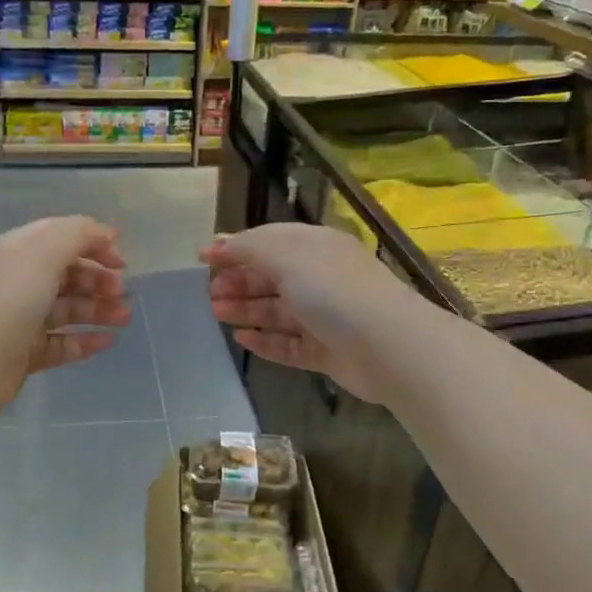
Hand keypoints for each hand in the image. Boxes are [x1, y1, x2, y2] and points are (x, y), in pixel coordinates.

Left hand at [0, 216, 129, 417]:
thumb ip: (78, 234)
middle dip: (99, 279)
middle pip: (67, 273)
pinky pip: (63, 342)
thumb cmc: (9, 300)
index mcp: (19, 251)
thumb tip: (106, 234)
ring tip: (124, 318)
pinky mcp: (26, 352)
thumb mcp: (44, 253)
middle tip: (121, 292)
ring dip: (99, 310)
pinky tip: (108, 341)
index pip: (61, 236)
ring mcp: (22, 318)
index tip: (122, 259)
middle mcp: (20, 281)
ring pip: (68, 309)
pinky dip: (86, 340)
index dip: (93, 242)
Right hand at [201, 223, 419, 405]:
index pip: (269, 240)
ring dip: (246, 309)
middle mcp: (320, 277)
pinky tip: (242, 339)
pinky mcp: (326, 351)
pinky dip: (265, 341)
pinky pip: (289, 344)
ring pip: (277, 311)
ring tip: (217, 313)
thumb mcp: (288, 256)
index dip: (235, 247)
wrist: (388, 346)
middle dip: (238, 281)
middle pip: (271, 276)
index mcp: (315, 247)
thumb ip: (248, 248)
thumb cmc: (334, 291)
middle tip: (209, 292)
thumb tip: (215, 244)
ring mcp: (324, 316)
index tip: (202, 258)